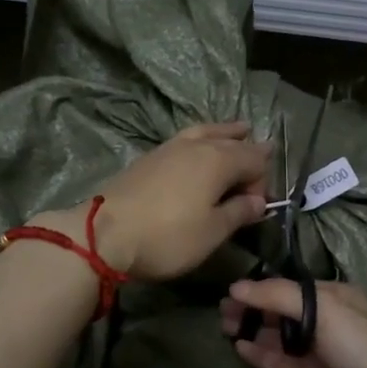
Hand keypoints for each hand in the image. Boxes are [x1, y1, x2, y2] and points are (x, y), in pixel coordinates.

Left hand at [39, 123, 268, 280]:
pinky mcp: (149, 158)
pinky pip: (187, 140)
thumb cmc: (168, 237)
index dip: (262, 182)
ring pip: (206, 133)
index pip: (255, 159)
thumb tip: (258, 201)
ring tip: (238, 131)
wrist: (104, 234)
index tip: (254, 210)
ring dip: (225, 134)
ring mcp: (169, 148)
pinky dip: (202, 140)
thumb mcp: (212, 232)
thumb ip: (239, 212)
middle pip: (232, 141)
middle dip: (247, 151)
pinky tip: (198, 149)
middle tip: (259, 162)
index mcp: (219, 159)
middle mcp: (197, 145)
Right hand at [220, 279, 366, 367]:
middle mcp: (325, 322)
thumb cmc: (358, 342)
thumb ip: (277, 295)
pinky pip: (279, 362)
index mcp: (335, 297)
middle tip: (223, 310)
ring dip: (253, 330)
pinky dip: (260, 354)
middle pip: (281, 311)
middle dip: (253, 309)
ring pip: (278, 337)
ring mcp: (316, 352)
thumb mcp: (321, 307)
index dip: (262, 288)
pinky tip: (240, 347)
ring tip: (225, 326)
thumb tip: (236, 287)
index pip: (291, 288)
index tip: (233, 290)